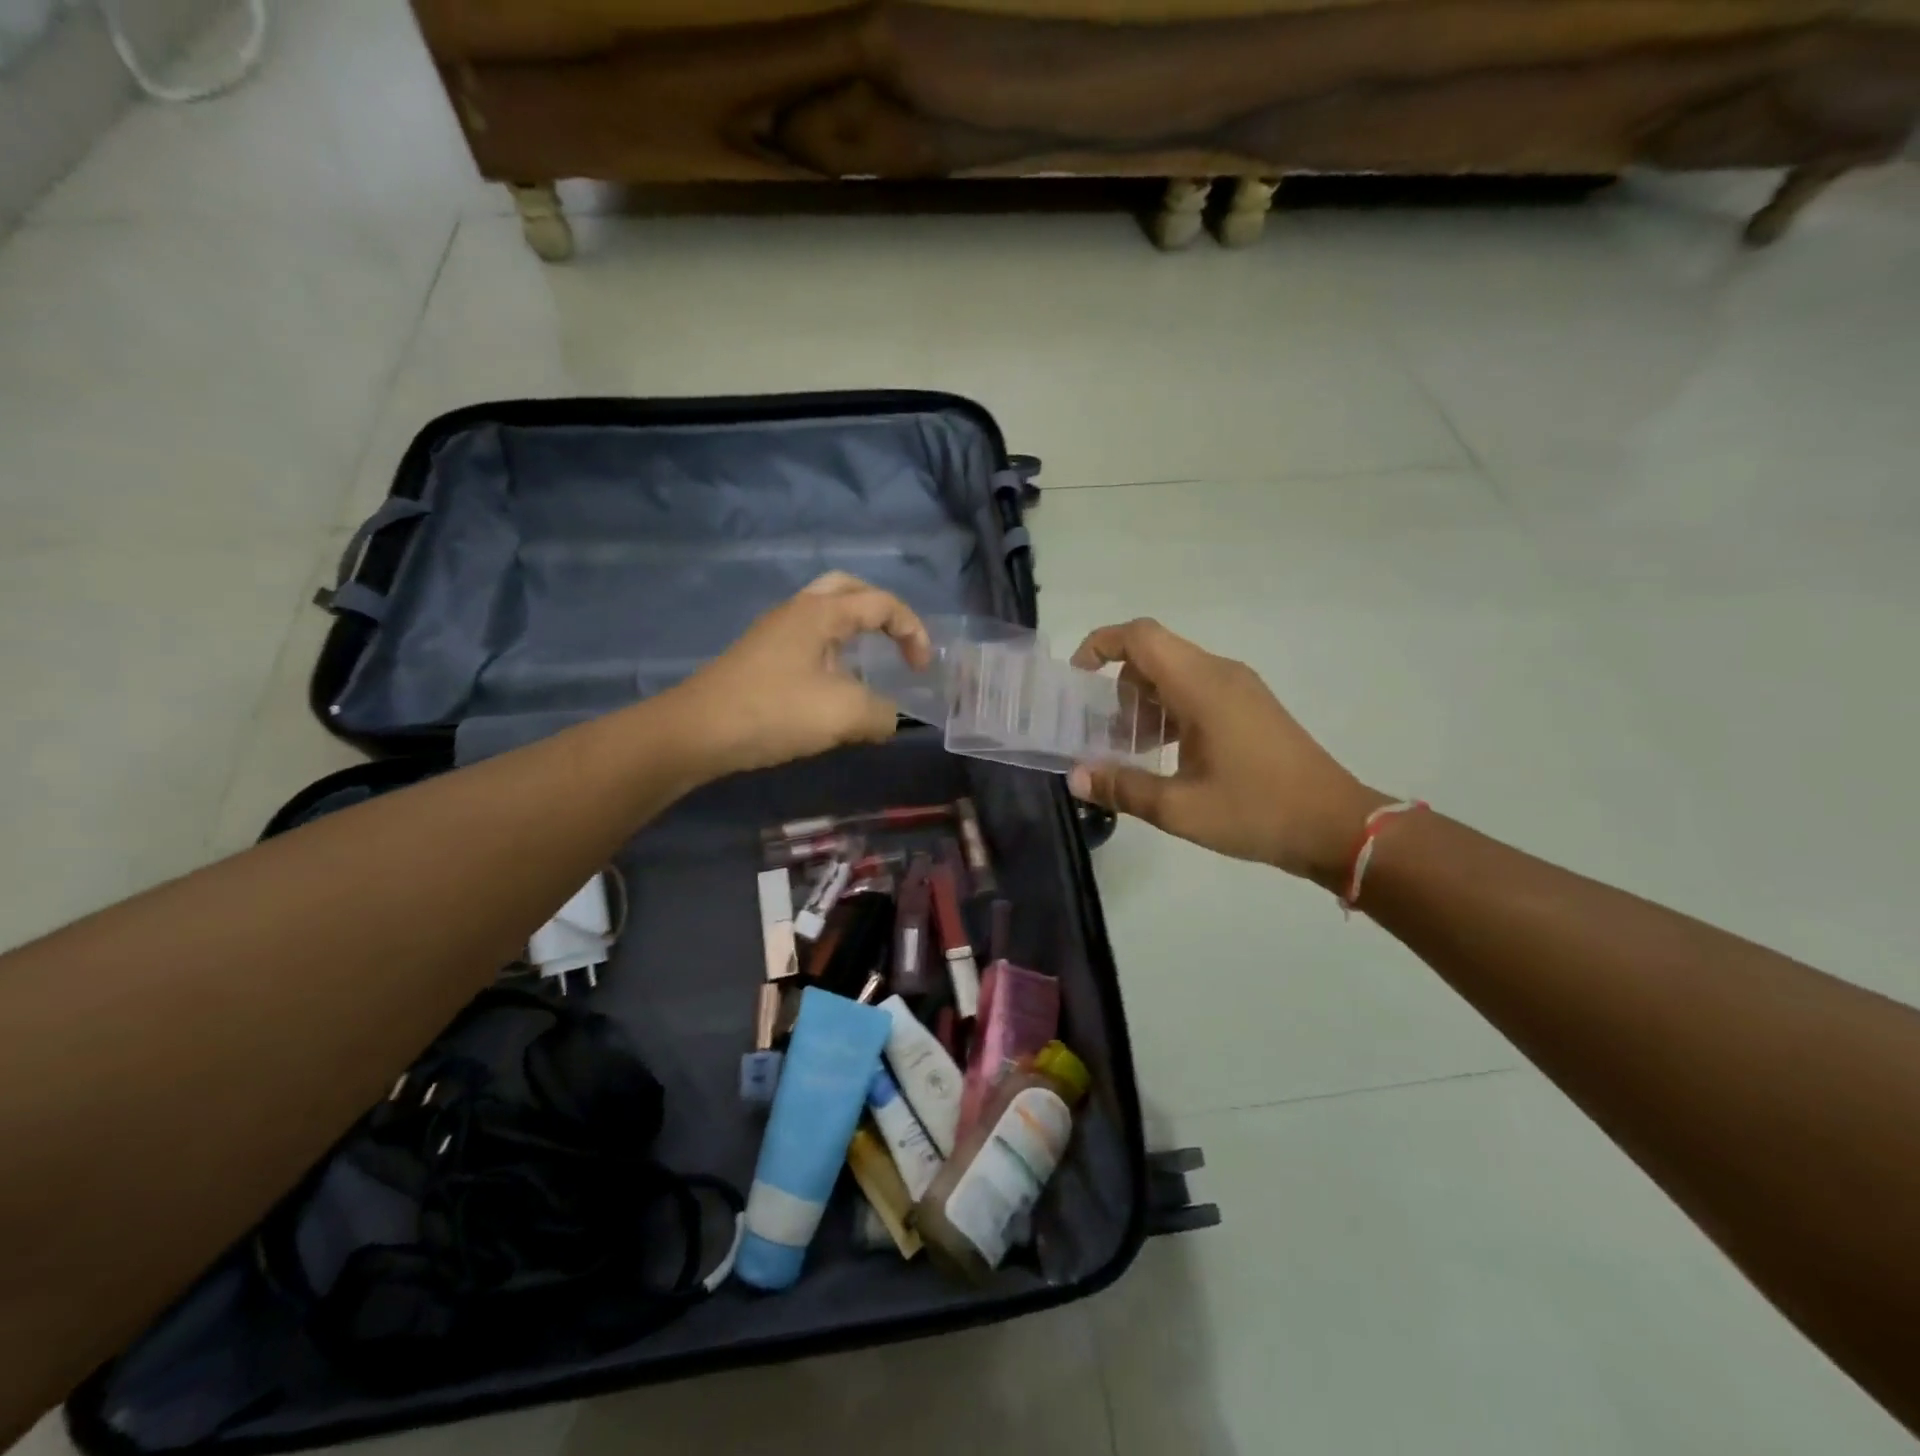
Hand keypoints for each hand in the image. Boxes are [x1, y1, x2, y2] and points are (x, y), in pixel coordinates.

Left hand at [670, 573, 931, 778]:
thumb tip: (888, 719)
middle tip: (897, 641)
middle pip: (848, 590)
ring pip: (824, 616)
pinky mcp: (760, 659)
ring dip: (854, 633)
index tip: (922, 669)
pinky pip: (807, 642)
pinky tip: (833, 690)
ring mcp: (774, 634)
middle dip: (881, 612)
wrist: (696, 733)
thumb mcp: (844, 714)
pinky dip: (832, 654)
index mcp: (821, 612)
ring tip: (869, 666)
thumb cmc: (775, 711)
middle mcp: (797, 612)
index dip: (913, 631)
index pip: (882, 604)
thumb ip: (881, 714)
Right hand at [1068, 619, 1387, 884]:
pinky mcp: (1249, 707)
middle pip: (1153, 654)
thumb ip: (1122, 788)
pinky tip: (1164, 755)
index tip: (1077, 681)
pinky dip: (1168, 710)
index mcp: (1202, 685)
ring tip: (1129, 750)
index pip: (1140, 637)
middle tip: (1102, 733)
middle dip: (1117, 685)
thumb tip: (1075, 776)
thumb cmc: (1257, 812)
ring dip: (1143, 701)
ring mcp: (1239, 689)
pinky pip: (1196, 690)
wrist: (1337, 826)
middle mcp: (1220, 674)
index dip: (1100, 646)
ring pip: (1174, 673)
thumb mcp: (1179, 808)